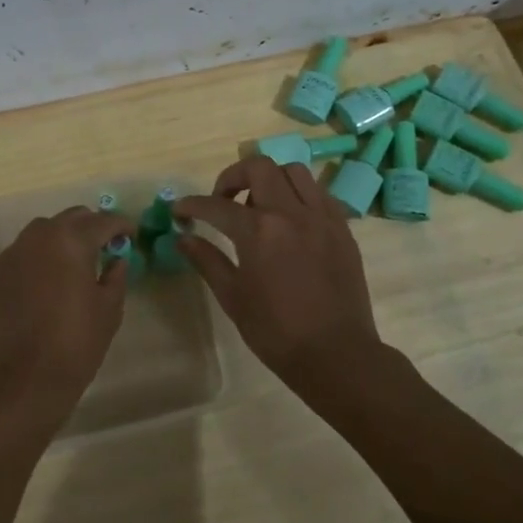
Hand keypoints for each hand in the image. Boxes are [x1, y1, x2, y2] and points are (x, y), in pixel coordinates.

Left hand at [0, 206, 130, 427]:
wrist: (22, 379)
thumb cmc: (75, 343)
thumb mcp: (109, 310)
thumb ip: (115, 277)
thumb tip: (116, 260)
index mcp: (71, 240)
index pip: (102, 221)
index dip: (120, 225)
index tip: (130, 233)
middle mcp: (37, 237)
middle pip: (69, 219)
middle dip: (88, 227)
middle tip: (102, 245)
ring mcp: (8, 255)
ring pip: (39, 235)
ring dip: (58, 241)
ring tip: (69, 264)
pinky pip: (17, 258)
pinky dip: (33, 263)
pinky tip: (39, 287)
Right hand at [175, 157, 385, 396]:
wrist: (336, 354)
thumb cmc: (276, 331)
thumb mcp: (233, 297)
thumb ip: (207, 260)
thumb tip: (182, 238)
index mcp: (259, 231)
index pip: (216, 205)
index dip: (192, 205)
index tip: (180, 211)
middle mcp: (291, 213)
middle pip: (259, 167)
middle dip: (232, 177)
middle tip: (222, 201)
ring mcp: (321, 217)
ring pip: (294, 171)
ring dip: (270, 179)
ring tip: (260, 206)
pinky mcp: (342, 228)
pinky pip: (319, 193)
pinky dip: (298, 195)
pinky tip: (290, 220)